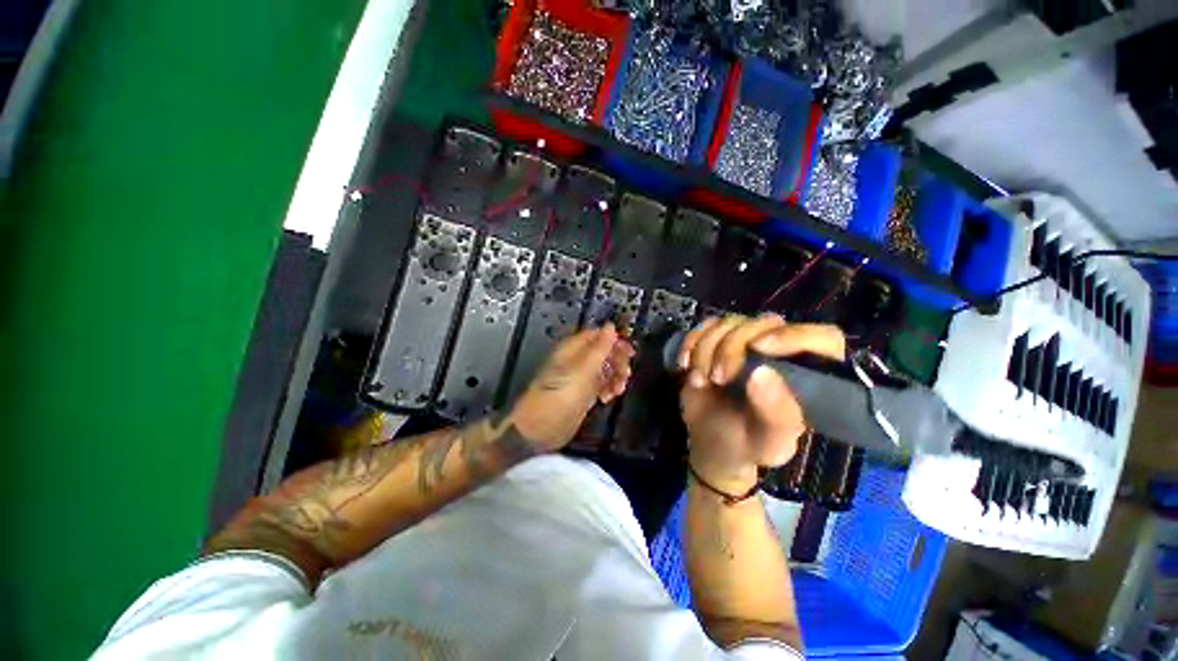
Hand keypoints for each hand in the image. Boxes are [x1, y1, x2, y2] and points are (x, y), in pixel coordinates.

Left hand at [511, 324, 634, 451]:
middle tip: (626, 373)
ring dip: (615, 376)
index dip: (615, 341)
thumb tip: (610, 326)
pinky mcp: (581, 394)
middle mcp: (576, 360)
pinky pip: (599, 385)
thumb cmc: (561, 395)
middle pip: (603, 352)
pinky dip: (607, 388)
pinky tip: (609, 397)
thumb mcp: (584, 369)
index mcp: (573, 348)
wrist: (541, 427)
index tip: (629, 352)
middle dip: (617, 361)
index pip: (597, 335)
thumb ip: (599, 347)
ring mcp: (579, 378)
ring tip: (618, 389)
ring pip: (603, 369)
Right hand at [676, 314, 845, 492]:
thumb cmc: (748, 446)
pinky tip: (685, 363)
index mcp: (808, 376)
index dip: (795, 335)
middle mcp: (781, 353)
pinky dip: (691, 341)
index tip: (760, 348)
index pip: (823, 338)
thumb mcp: (769, 442)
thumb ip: (775, 414)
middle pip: (764, 323)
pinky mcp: (718, 341)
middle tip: (718, 378)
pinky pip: (704, 326)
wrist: (711, 443)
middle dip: (732, 347)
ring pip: (730, 322)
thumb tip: (761, 373)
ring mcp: (746, 343)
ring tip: (700, 379)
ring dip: (707, 347)